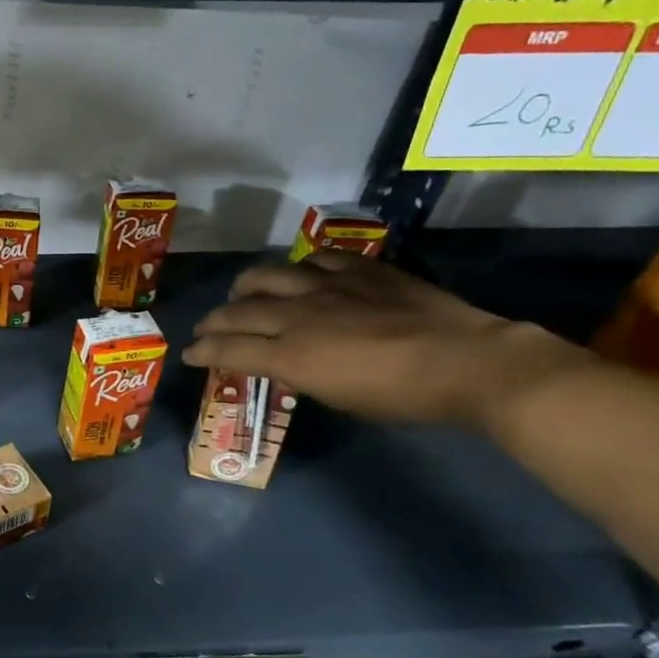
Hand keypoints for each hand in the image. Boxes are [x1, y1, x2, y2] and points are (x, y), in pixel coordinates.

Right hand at [181, 251, 587, 427]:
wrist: (467, 361)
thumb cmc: (401, 397)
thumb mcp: (338, 398)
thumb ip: (301, 374)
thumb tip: (286, 363)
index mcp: (290, 355)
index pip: (228, 348)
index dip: (203, 352)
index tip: (190, 355)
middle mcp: (296, 315)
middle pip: (237, 311)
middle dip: (214, 321)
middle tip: (207, 328)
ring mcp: (327, 286)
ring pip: (267, 276)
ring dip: (246, 287)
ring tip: (243, 293)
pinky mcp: (358, 268)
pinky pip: (314, 259)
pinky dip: (298, 270)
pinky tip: (301, 276)